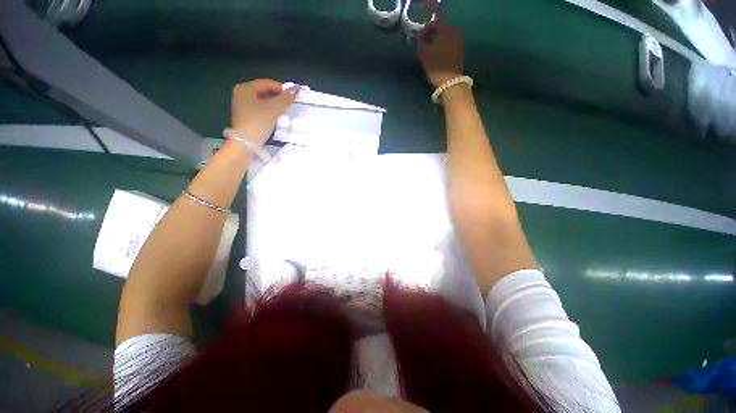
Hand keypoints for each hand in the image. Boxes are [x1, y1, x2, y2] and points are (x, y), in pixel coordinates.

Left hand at [231, 79, 300, 145]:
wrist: (246, 143)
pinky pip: (260, 109)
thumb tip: (297, 88)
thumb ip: (286, 98)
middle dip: (279, 97)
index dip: (282, 89)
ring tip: (285, 112)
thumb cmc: (258, 123)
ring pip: (263, 101)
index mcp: (246, 88)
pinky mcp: (245, 116)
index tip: (294, 97)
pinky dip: (270, 111)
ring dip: (275, 105)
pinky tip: (277, 118)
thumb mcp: (274, 109)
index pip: (268, 83)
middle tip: (291, 105)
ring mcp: (242, 105)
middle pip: (265, 91)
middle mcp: (242, 94)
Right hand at [417, 17, 464, 87]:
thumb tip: (420, 38)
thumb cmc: (436, 66)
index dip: (425, 29)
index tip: (419, 38)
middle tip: (424, 44)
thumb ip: (420, 43)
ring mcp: (459, 41)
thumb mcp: (424, 54)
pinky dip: (443, 47)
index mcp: (446, 29)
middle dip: (432, 35)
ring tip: (430, 51)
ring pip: (446, 37)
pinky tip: (437, 55)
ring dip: (437, 42)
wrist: (450, 81)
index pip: (435, 23)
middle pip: (441, 29)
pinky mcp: (460, 51)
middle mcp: (455, 31)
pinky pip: (450, 44)